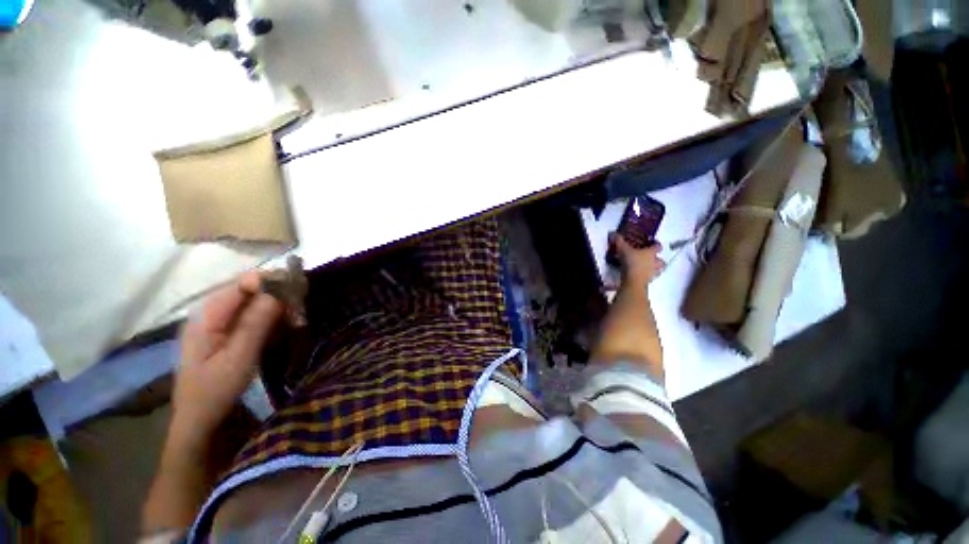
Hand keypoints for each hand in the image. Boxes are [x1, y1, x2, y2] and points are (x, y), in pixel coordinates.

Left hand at [171, 272, 282, 445]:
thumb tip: (279, 289)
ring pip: (259, 302)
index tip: (299, 292)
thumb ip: (256, 323)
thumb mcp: (238, 358)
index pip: (243, 283)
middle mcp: (214, 312)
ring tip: (299, 321)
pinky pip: (259, 315)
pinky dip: (277, 318)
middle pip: (252, 290)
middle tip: (302, 311)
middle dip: (280, 295)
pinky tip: (289, 327)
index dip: (272, 282)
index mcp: (208, 315)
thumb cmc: (215, 390)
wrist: (200, 419)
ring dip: (282, 307)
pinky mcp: (232, 330)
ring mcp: (222, 321)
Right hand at [610, 233, 665, 286]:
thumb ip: (619, 241)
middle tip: (651, 259)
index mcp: (651, 253)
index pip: (658, 247)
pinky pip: (650, 278)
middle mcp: (655, 262)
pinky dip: (647, 277)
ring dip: (655, 269)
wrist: (633, 281)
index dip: (656, 245)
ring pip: (658, 270)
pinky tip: (641, 276)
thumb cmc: (631, 262)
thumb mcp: (623, 249)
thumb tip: (613, 233)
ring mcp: (653, 273)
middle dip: (658, 260)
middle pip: (661, 261)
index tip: (652, 244)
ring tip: (647, 269)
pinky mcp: (648, 282)